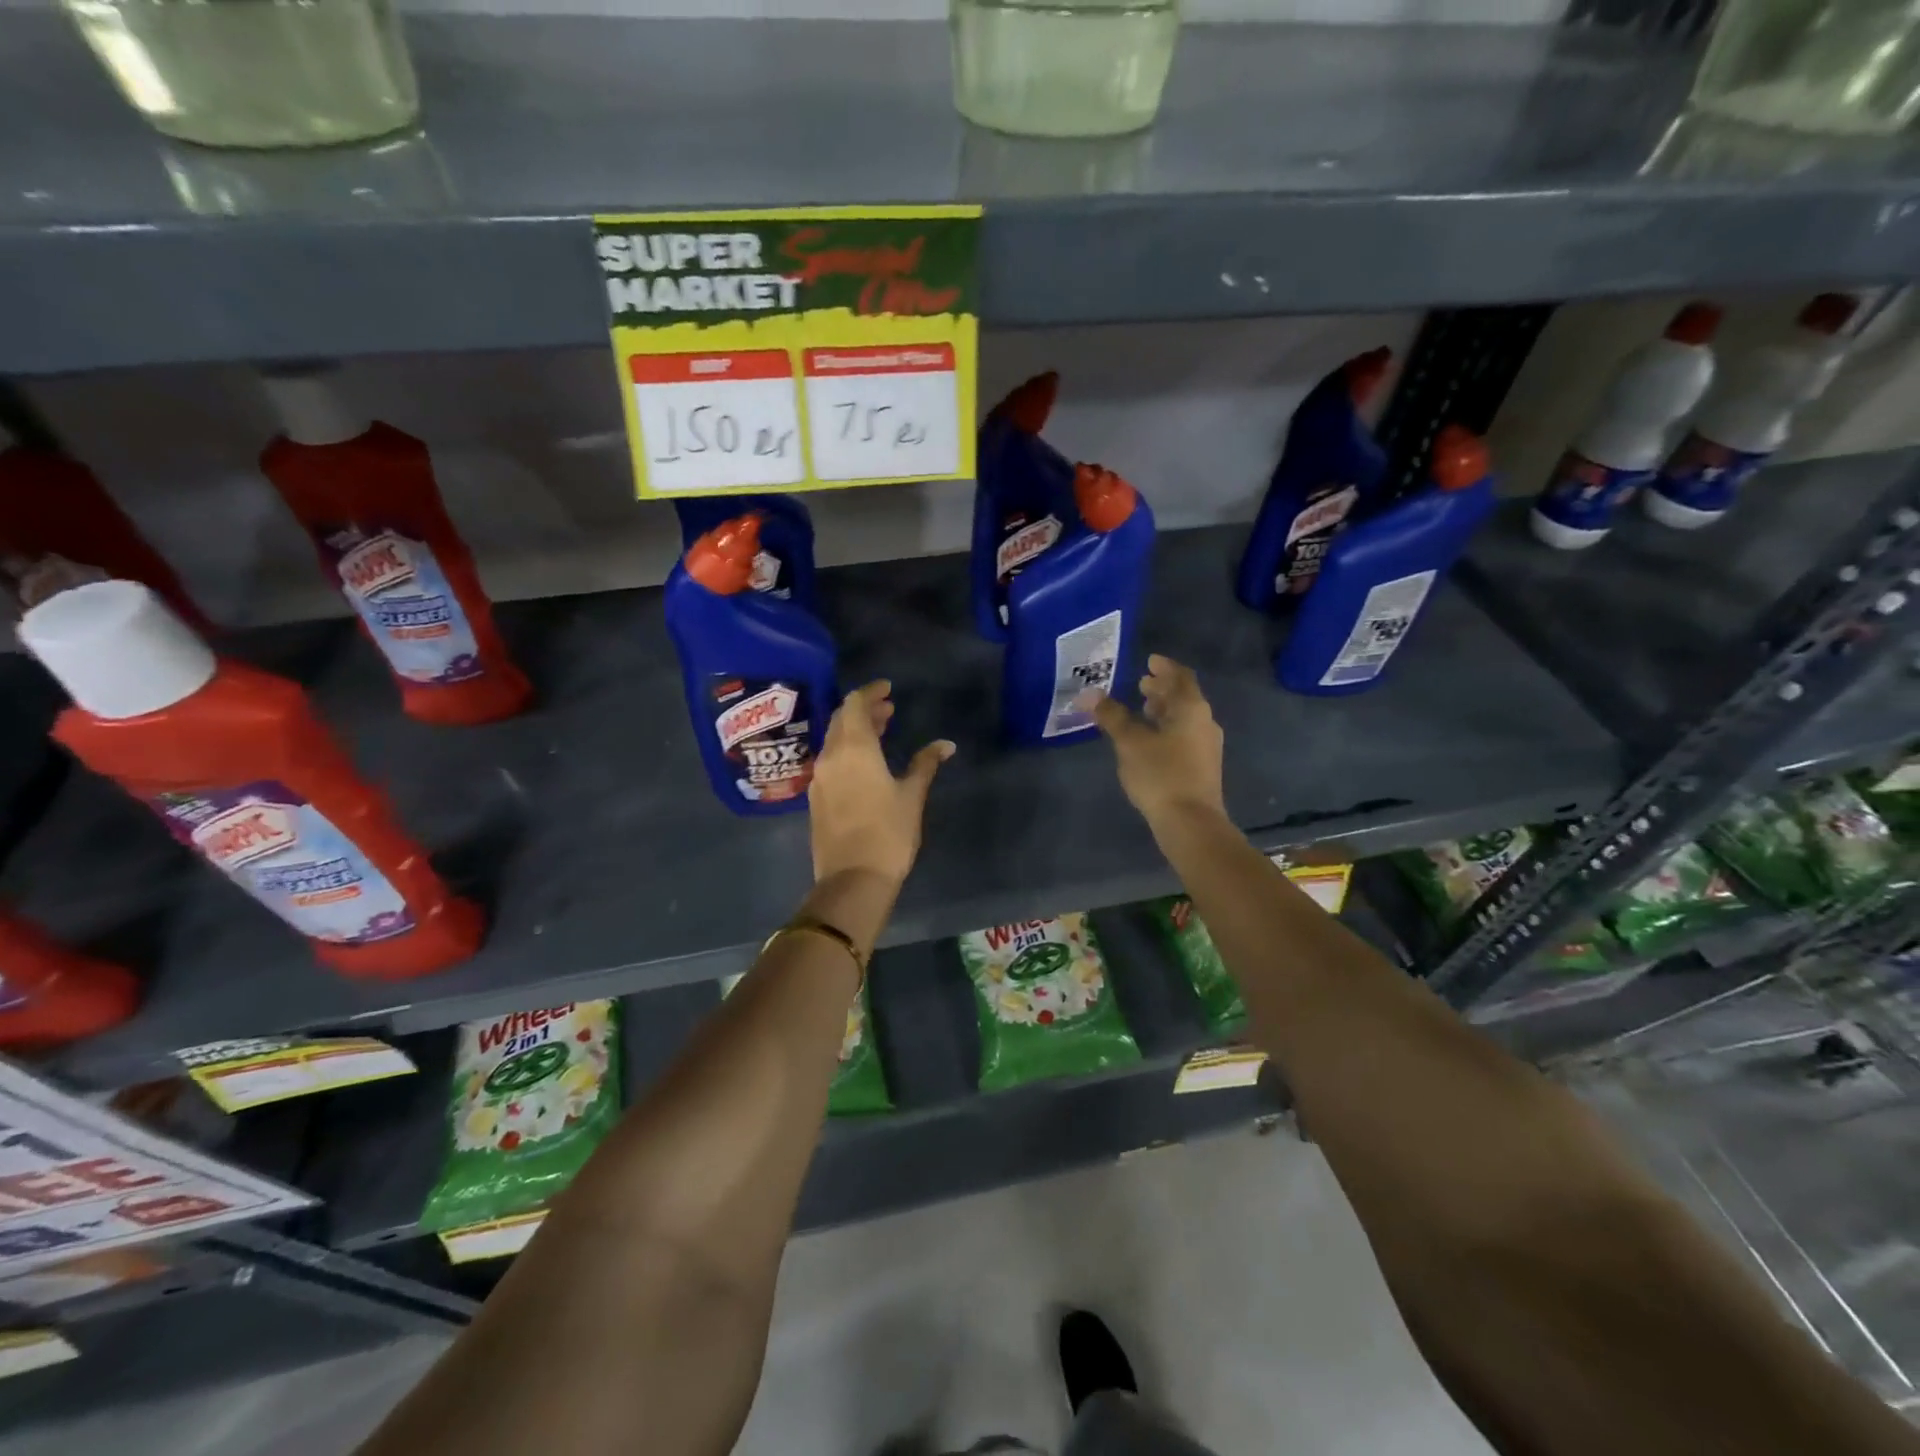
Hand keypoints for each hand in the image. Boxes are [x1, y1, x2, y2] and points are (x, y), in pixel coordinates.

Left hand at [808, 681, 953, 886]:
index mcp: (854, 749)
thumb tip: (946, 744)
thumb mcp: (912, 795)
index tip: (888, 689)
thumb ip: (925, 764)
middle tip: (888, 709)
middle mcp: (830, 756)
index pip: (854, 704)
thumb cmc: (888, 832)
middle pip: (841, 720)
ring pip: (834, 740)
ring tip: (880, 731)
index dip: (870, 692)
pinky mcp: (816, 798)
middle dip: (863, 710)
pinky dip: (847, 751)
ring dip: (855, 730)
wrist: (853, 878)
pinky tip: (865, 762)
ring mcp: (819, 778)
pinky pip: (830, 760)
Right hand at [1093, 655, 1225, 828]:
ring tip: (1142, 709)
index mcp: (1191, 708)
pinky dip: (1167, 728)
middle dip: (1162, 689)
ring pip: (1184, 717)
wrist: (1191, 822)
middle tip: (1141, 684)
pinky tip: (1150, 739)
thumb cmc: (1161, 774)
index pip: (1180, 677)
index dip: (1164, 667)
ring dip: (1164, 710)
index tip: (1149, 661)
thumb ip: (1111, 716)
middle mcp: (1204, 721)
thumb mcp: (1130, 742)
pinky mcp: (1202, 766)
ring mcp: (1206, 745)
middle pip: (1184, 697)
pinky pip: (1184, 735)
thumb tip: (1089, 694)